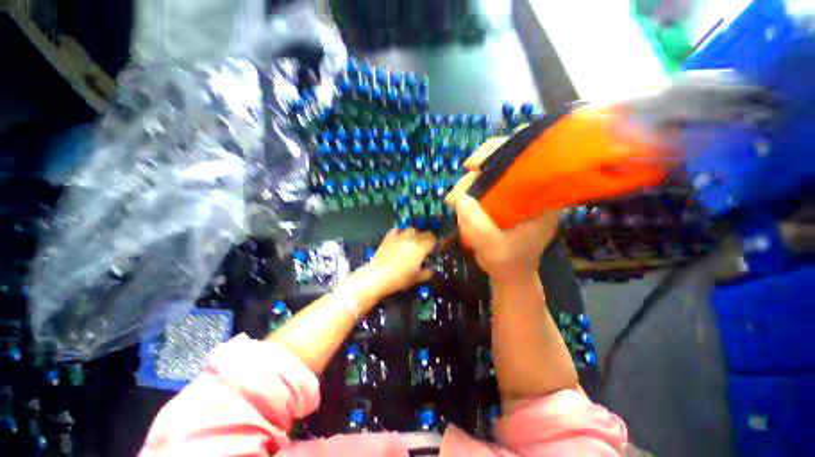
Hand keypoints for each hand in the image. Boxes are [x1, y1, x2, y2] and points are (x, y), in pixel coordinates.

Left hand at [368, 228, 436, 295]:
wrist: (378, 276)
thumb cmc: (400, 278)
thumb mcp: (416, 278)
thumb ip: (426, 273)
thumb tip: (430, 270)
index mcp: (421, 247)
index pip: (433, 239)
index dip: (436, 242)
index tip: (436, 248)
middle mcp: (411, 238)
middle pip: (423, 232)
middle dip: (426, 238)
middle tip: (425, 246)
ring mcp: (399, 236)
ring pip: (411, 229)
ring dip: (414, 234)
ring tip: (413, 242)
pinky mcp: (388, 237)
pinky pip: (397, 230)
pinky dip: (401, 233)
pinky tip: (400, 238)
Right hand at [445, 137, 559, 280]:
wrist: (510, 274)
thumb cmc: (508, 263)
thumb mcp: (492, 247)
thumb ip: (478, 225)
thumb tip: (461, 198)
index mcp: (543, 198)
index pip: (532, 159)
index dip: (505, 151)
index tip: (477, 164)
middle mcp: (533, 190)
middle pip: (507, 162)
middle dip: (476, 172)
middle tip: (456, 192)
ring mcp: (517, 194)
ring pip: (493, 174)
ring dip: (469, 184)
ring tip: (452, 201)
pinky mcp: (505, 200)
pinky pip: (487, 186)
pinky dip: (471, 190)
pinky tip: (459, 201)